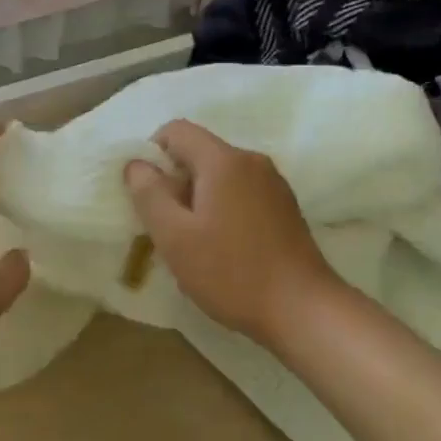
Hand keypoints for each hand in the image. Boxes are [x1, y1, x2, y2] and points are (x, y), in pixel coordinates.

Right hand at [123, 120, 336, 343]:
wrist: (304, 309)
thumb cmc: (232, 272)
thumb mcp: (175, 237)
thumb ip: (150, 194)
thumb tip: (136, 164)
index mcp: (223, 160)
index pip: (176, 130)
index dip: (153, 154)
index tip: (148, 195)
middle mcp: (251, 160)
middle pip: (200, 152)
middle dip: (176, 181)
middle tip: (169, 226)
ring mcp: (273, 183)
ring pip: (222, 174)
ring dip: (200, 198)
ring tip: (196, 242)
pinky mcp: (286, 206)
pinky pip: (243, 192)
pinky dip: (225, 208)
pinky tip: (226, 248)